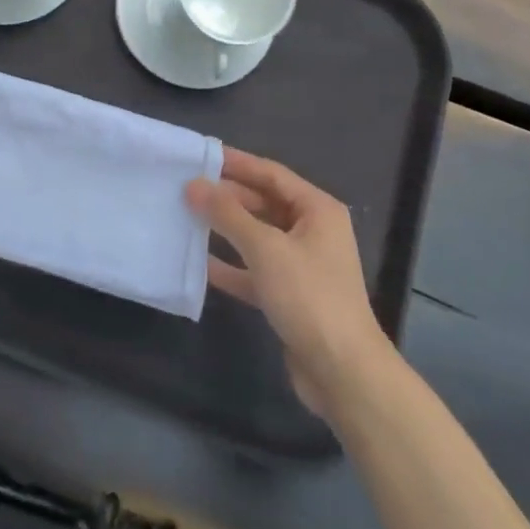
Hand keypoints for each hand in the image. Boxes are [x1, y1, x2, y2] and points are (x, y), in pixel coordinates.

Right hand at [185, 149, 392, 416]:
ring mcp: (302, 265)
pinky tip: (201, 263)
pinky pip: (255, 271)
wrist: (343, 373)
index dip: (236, 163)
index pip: (271, 174)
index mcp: (317, 210)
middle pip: (264, 203)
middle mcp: (312, 231)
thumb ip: (228, 214)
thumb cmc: (309, 297)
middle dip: (228, 197)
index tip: (201, 156)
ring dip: (226, 230)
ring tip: (188, 218)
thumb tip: (194, 185)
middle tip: (186, 189)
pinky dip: (232, 266)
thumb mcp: (266, 248)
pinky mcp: (290, 296)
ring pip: (258, 237)